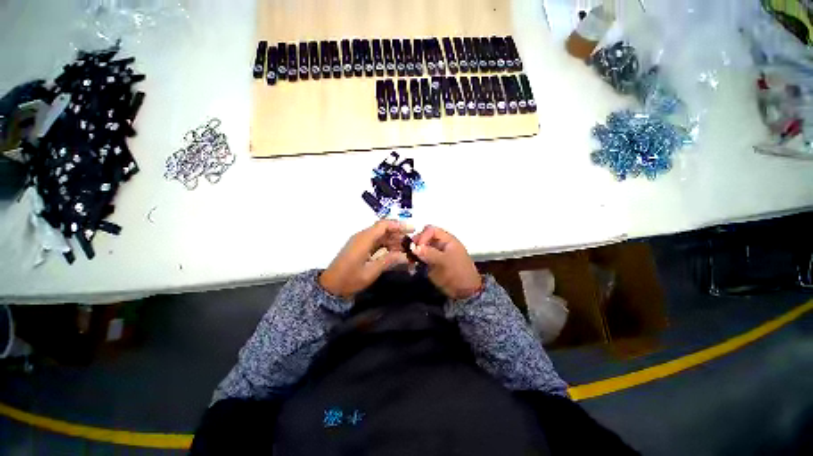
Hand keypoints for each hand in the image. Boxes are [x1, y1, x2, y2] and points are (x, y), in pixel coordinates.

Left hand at [319, 220, 412, 297]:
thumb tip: (406, 255)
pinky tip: (395, 253)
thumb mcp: (371, 271)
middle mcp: (362, 236)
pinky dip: (387, 246)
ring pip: (381, 236)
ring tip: (406, 250)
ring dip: (394, 241)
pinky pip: (376, 242)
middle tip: (411, 244)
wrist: (330, 287)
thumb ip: (389, 261)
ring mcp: (361, 242)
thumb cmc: (349, 279)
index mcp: (364, 239)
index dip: (399, 225)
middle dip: (399, 234)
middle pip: (383, 229)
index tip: (412, 229)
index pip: (384, 225)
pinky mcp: (360, 248)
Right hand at [411, 225, 482, 299]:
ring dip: (415, 252)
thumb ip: (429, 253)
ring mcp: (437, 254)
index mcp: (448, 240)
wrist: (465, 292)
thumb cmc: (457, 274)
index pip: (431, 230)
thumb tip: (414, 247)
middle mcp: (441, 244)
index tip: (416, 248)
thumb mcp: (444, 262)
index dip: (423, 236)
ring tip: (409, 260)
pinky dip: (416, 260)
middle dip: (416, 244)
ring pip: (422, 247)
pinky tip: (412, 266)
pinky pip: (422, 257)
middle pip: (425, 237)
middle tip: (410, 253)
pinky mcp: (433, 263)